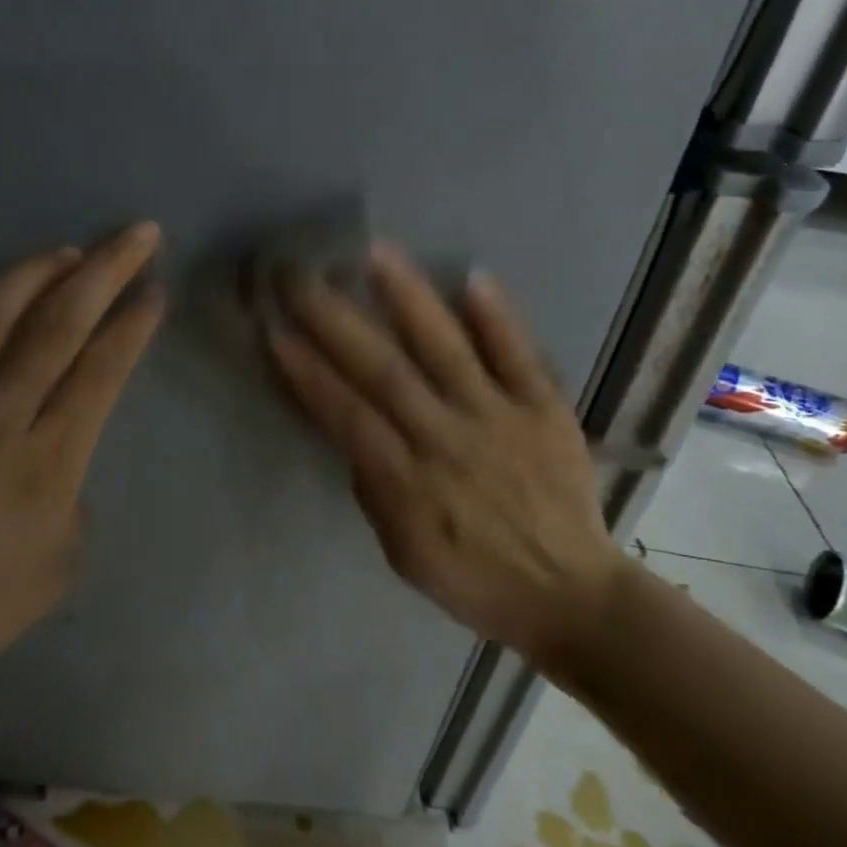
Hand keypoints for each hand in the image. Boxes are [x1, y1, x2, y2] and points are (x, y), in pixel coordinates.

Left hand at [0, 223, 165, 724]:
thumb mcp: (58, 564)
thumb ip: (71, 500)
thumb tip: (57, 462)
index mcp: (50, 456)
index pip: (103, 369)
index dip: (134, 324)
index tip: (156, 290)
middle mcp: (1, 413)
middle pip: (61, 325)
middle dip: (106, 271)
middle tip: (137, 233)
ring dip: (34, 273)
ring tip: (64, 250)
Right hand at [266, 242, 625, 679]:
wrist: (571, 594)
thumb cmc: (474, 579)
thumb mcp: (403, 554)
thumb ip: (375, 489)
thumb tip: (356, 430)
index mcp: (409, 483)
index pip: (347, 415)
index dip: (308, 372)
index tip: (275, 329)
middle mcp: (449, 440)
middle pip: (385, 371)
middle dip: (336, 321)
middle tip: (301, 276)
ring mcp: (501, 419)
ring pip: (447, 350)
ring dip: (410, 299)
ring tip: (377, 252)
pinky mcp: (545, 410)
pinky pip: (520, 356)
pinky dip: (497, 317)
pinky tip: (472, 275)